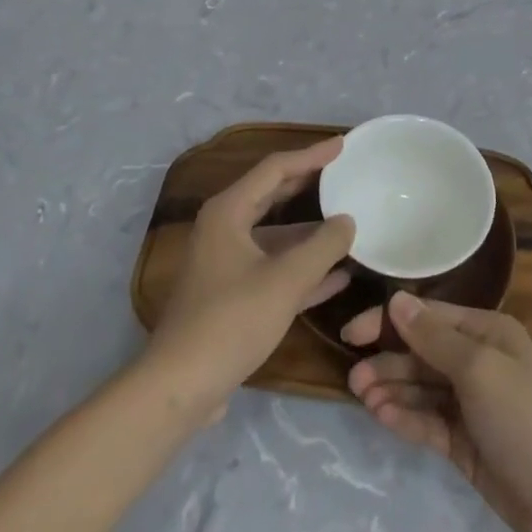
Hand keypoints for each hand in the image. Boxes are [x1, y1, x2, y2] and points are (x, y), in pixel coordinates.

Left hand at [144, 139, 354, 420]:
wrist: (180, 386)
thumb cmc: (232, 320)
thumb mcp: (286, 280)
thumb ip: (323, 246)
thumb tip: (348, 221)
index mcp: (228, 212)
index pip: (275, 168)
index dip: (311, 155)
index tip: (342, 145)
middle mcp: (224, 229)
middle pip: (273, 196)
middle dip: (310, 185)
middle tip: (345, 174)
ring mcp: (227, 263)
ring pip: (277, 236)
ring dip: (311, 233)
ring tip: (350, 224)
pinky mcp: (233, 295)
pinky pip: (274, 268)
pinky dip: (303, 267)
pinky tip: (339, 275)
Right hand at [345, 293, 531, 531]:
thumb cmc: (526, 419)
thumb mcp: (479, 369)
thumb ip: (434, 337)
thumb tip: (397, 300)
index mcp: (488, 332)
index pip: (430, 317)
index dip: (390, 322)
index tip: (351, 333)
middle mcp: (479, 362)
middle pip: (423, 353)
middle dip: (389, 361)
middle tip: (353, 379)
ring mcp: (473, 405)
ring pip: (422, 388)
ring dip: (393, 389)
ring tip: (362, 397)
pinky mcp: (467, 444)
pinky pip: (429, 421)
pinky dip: (406, 417)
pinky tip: (382, 416)